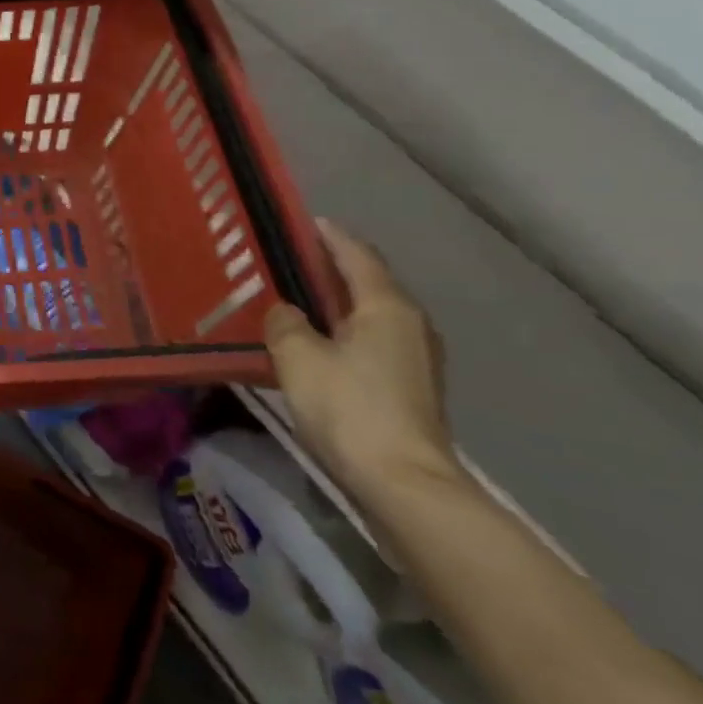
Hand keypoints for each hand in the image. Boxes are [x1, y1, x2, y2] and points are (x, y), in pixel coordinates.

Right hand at [263, 220, 460, 497]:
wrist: (403, 482)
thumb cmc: (348, 406)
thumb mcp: (297, 356)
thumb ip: (285, 323)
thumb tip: (287, 313)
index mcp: (386, 307)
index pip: (357, 256)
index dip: (331, 236)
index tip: (306, 220)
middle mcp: (410, 325)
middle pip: (369, 284)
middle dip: (332, 269)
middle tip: (291, 260)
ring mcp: (417, 359)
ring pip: (372, 315)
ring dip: (339, 303)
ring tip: (300, 299)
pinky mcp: (411, 388)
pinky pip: (373, 341)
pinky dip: (346, 330)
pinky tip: (319, 341)